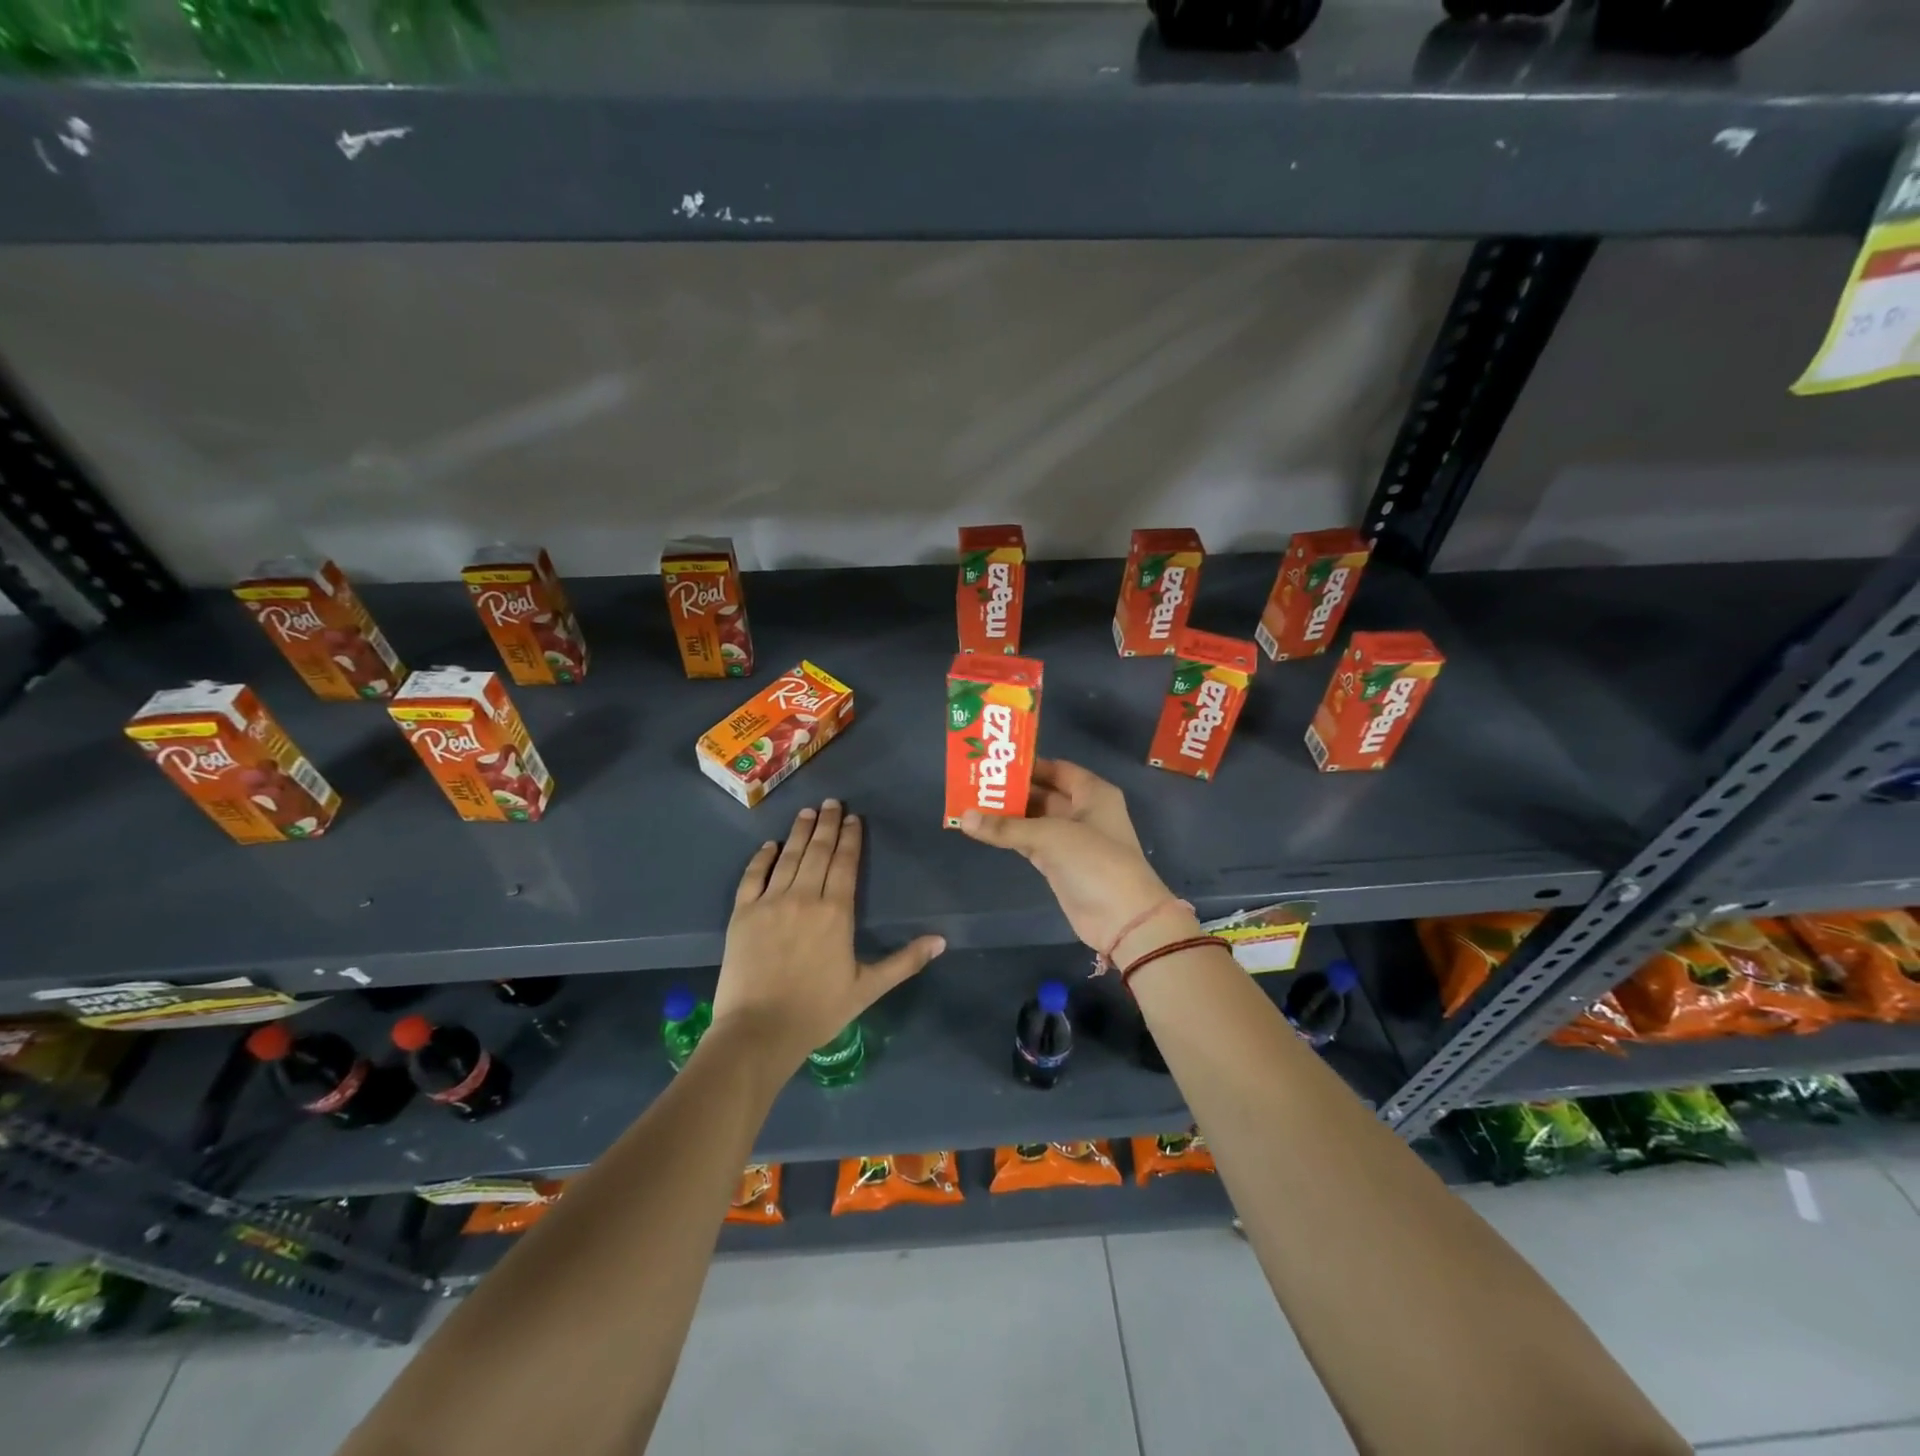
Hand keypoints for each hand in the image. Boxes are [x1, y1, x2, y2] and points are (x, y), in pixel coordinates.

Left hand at [713, 800, 944, 1068]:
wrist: (759, 1030)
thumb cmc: (818, 1010)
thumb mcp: (868, 988)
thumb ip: (904, 961)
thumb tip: (942, 941)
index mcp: (836, 911)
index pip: (846, 863)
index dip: (851, 838)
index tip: (854, 818)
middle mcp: (804, 897)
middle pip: (818, 851)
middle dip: (828, 824)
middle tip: (832, 802)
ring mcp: (770, 902)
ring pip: (788, 857)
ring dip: (799, 832)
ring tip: (808, 812)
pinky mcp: (742, 914)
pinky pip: (753, 876)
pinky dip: (762, 858)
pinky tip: (769, 845)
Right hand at [959, 759, 1193, 962]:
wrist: (1122, 918)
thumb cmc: (1095, 861)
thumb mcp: (1050, 836)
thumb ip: (1006, 827)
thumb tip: (964, 817)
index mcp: (1092, 793)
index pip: (1057, 769)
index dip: (1028, 765)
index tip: (994, 763)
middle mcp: (1082, 811)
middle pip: (1042, 793)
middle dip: (1012, 790)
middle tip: (974, 783)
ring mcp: (1070, 840)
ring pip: (1033, 820)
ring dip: (1007, 815)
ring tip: (970, 804)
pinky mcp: (1059, 865)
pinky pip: (1030, 843)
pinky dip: (1010, 838)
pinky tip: (983, 831)